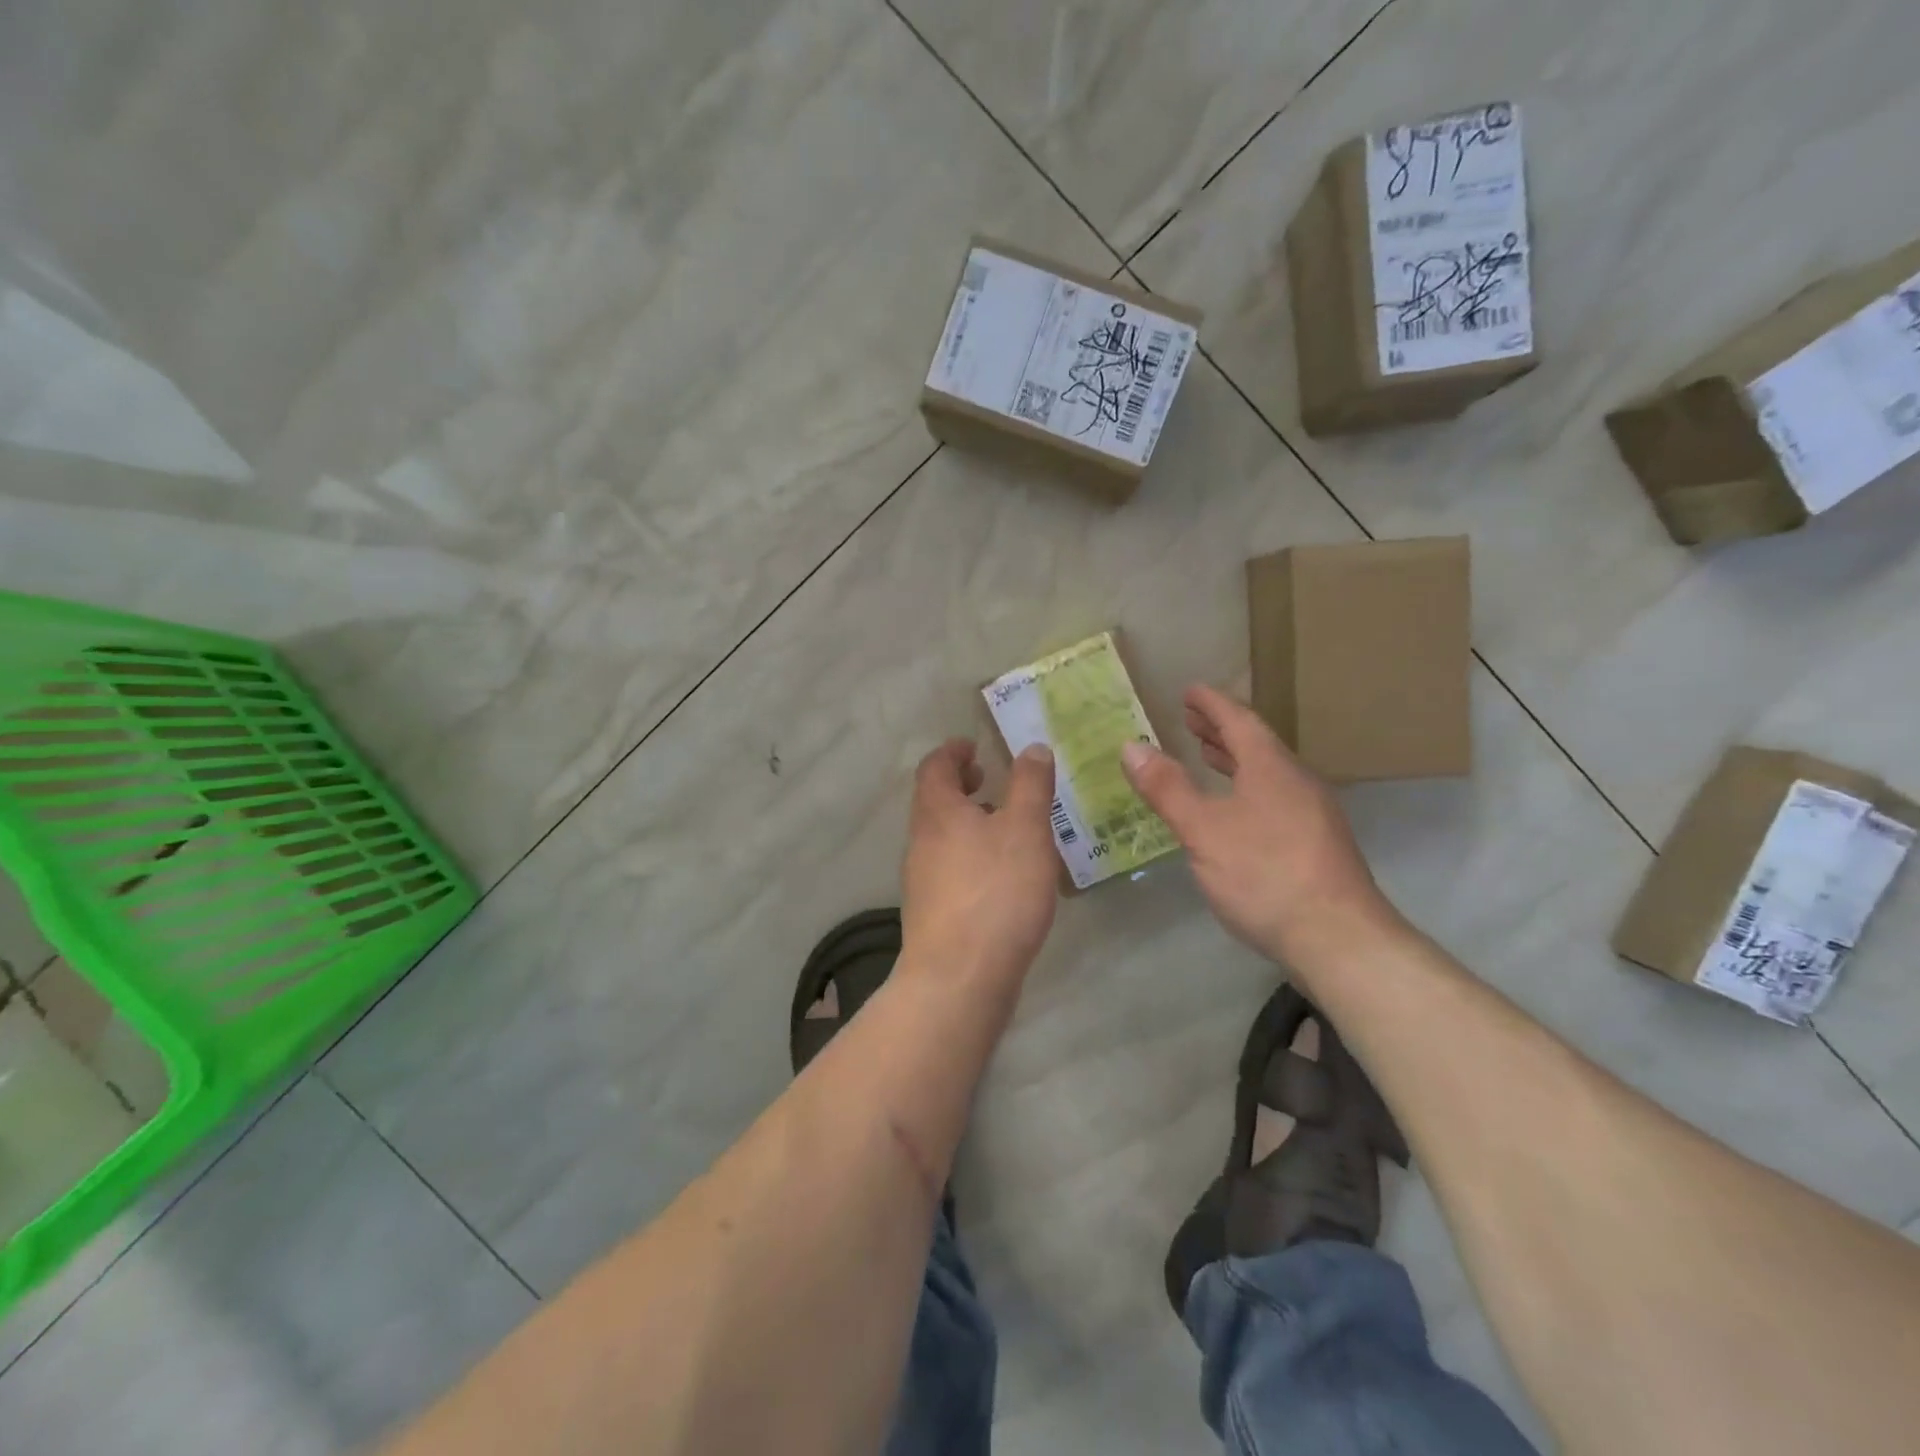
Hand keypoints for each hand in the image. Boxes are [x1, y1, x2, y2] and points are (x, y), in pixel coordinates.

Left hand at [902, 738, 1059, 983]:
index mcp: (937, 812)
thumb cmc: (996, 892)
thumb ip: (1030, 785)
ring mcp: (921, 880)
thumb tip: (1032, 748)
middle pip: (933, 801)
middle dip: (960, 786)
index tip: (973, 746)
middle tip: (989, 780)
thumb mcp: (1025, 829)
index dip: (952, 752)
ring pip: (941, 836)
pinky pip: (948, 868)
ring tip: (1005, 828)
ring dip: (967, 822)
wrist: (959, 977)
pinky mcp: (931, 913)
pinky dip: (970, 855)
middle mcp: (921, 841)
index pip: (934, 767)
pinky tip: (1000, 876)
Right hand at [1120, 685, 1396, 966]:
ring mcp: (1313, 814)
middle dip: (1221, 730)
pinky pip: (1276, 797)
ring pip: (1269, 773)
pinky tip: (1236, 811)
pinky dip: (1248, 788)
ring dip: (1236, 760)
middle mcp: (1297, 782)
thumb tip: (1131, 746)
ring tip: (1208, 756)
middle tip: (1192, 721)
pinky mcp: (1317, 845)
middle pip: (1256, 744)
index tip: (1189, 691)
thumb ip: (1167, 788)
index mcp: (1271, 768)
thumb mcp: (1203, 830)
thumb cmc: (1265, 875)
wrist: (1339, 939)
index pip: (1239, 721)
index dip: (1212, 704)